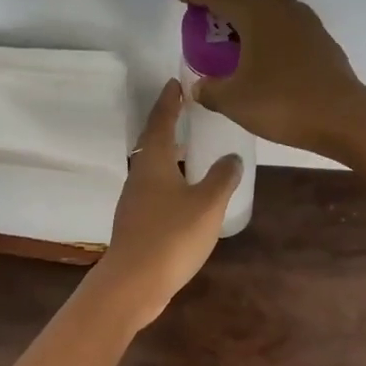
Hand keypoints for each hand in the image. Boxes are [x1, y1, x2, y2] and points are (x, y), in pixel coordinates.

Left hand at [90, 81, 240, 330]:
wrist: (134, 282)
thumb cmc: (171, 236)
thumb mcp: (207, 204)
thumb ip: (222, 178)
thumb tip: (232, 157)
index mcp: (153, 162)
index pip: (161, 121)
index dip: (169, 101)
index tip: (176, 83)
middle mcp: (139, 175)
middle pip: (153, 143)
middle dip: (169, 126)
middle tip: (188, 112)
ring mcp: (134, 201)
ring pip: (153, 168)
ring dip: (170, 155)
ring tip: (193, 150)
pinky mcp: (135, 223)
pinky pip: (155, 191)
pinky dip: (170, 181)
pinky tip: (186, 193)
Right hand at [170, 0, 365, 155]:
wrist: (342, 117)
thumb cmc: (282, 103)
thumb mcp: (235, 101)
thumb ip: (211, 91)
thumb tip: (199, 87)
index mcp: (257, 16)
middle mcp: (284, 11)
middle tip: (219, 16)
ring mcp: (308, 25)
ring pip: (280, 3)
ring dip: (259, 11)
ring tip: (244, 38)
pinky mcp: (323, 43)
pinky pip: (293, 25)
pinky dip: (276, 31)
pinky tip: (270, 58)